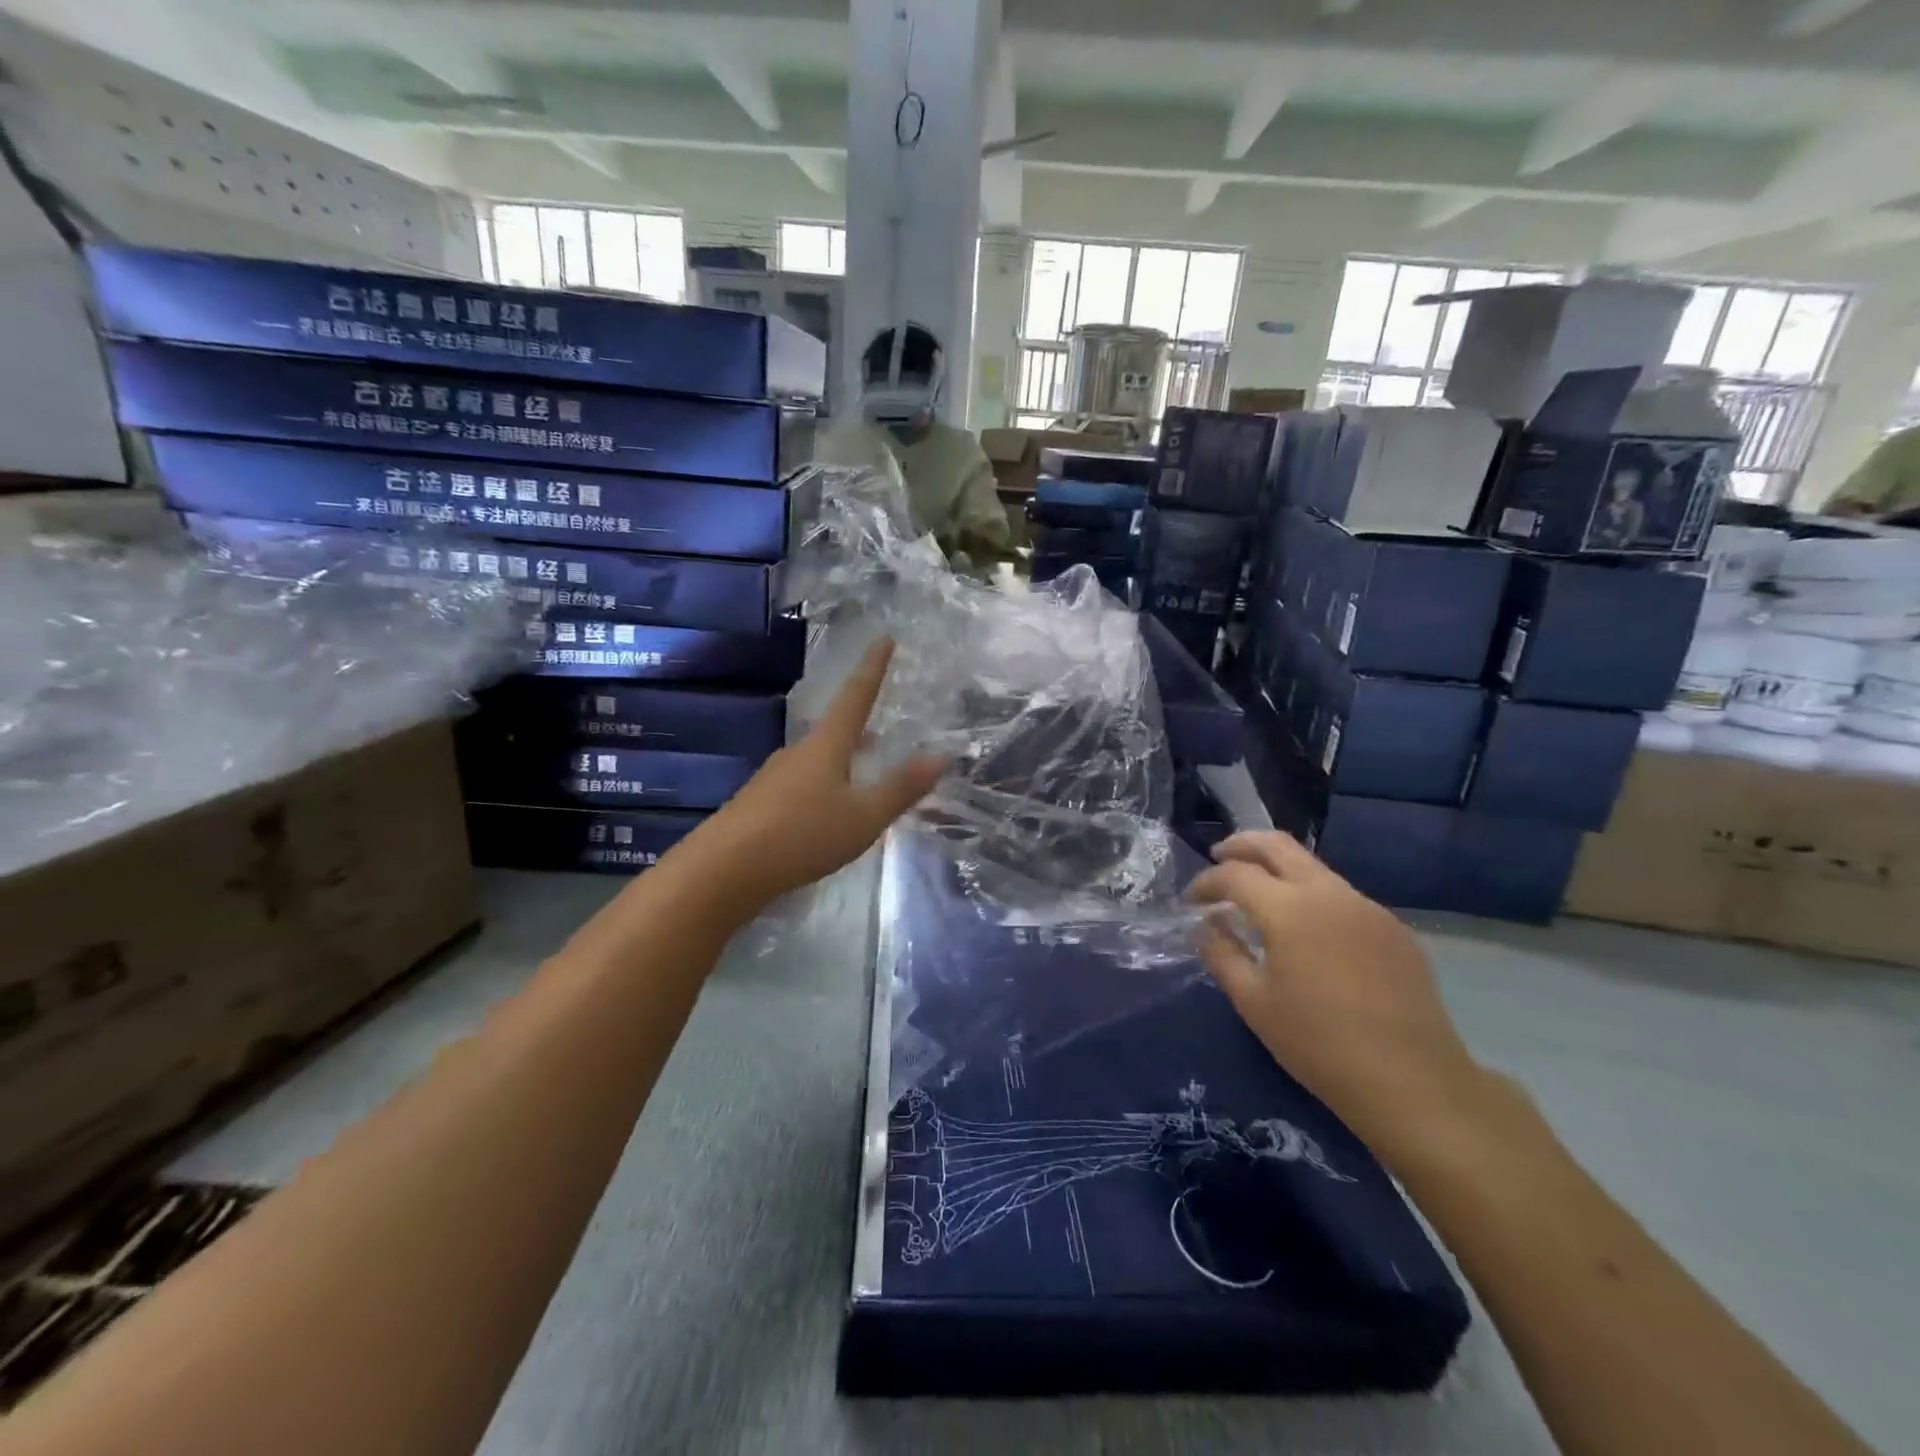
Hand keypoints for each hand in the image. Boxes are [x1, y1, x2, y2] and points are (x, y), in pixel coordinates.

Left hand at [691, 638, 945, 910]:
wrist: (724, 869)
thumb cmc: (802, 835)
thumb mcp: (863, 817)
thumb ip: (901, 788)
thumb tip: (942, 756)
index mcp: (826, 745)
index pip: (856, 696)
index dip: (873, 668)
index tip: (884, 638)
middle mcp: (798, 752)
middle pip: (834, 730)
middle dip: (859, 727)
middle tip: (881, 731)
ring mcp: (774, 777)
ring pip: (816, 759)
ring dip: (841, 760)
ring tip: (860, 774)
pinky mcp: (758, 803)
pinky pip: (800, 784)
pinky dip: (822, 786)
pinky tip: (825, 813)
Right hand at [1189, 831, 1485, 1166]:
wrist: (1412, 1082)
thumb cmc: (1319, 1044)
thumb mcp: (1254, 1003)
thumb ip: (1222, 955)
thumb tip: (1206, 928)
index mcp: (1289, 909)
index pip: (1235, 874)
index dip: (1206, 882)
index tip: (1190, 901)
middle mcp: (1329, 893)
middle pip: (1278, 845)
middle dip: (1241, 845)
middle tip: (1218, 858)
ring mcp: (1367, 907)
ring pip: (1313, 867)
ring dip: (1278, 870)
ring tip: (1258, 897)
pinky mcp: (1393, 928)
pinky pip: (1341, 896)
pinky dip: (1311, 897)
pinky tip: (1307, 932)